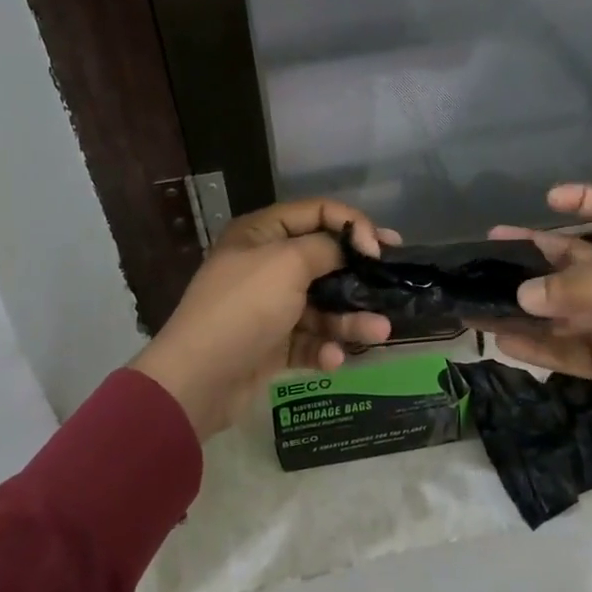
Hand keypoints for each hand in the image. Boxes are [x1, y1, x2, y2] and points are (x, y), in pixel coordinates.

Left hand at [129, 198, 395, 441]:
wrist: (198, 379)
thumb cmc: (244, 307)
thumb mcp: (287, 263)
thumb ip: (326, 248)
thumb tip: (351, 246)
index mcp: (262, 233)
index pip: (316, 213)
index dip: (352, 224)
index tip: (380, 248)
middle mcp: (266, 264)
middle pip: (324, 260)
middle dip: (359, 273)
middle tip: (393, 279)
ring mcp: (269, 306)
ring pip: (322, 305)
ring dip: (350, 318)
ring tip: (379, 331)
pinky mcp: (273, 344)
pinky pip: (309, 339)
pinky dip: (325, 347)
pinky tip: (333, 359)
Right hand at [488, 184, 591, 505]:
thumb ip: (583, 289)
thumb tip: (521, 295)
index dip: (582, 200)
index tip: (546, 199)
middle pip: (568, 260)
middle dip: (530, 253)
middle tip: (486, 251)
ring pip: (555, 309)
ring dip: (521, 305)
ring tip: (479, 302)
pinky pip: (559, 351)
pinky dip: (531, 347)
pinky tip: (502, 341)